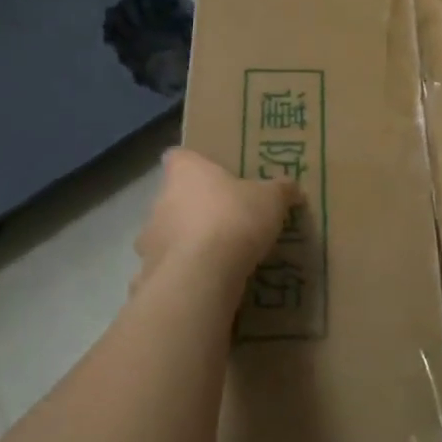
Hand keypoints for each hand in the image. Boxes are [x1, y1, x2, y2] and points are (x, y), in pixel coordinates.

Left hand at [133, 148, 299, 294]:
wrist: (202, 276)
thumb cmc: (234, 220)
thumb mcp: (271, 200)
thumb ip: (281, 190)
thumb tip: (292, 188)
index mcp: (186, 173)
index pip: (178, 157)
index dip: (193, 164)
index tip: (211, 174)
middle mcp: (160, 201)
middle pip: (173, 198)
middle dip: (194, 208)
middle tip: (225, 219)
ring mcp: (149, 240)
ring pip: (167, 235)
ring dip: (185, 243)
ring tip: (216, 257)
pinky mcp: (149, 274)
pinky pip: (166, 270)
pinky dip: (181, 274)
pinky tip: (203, 284)